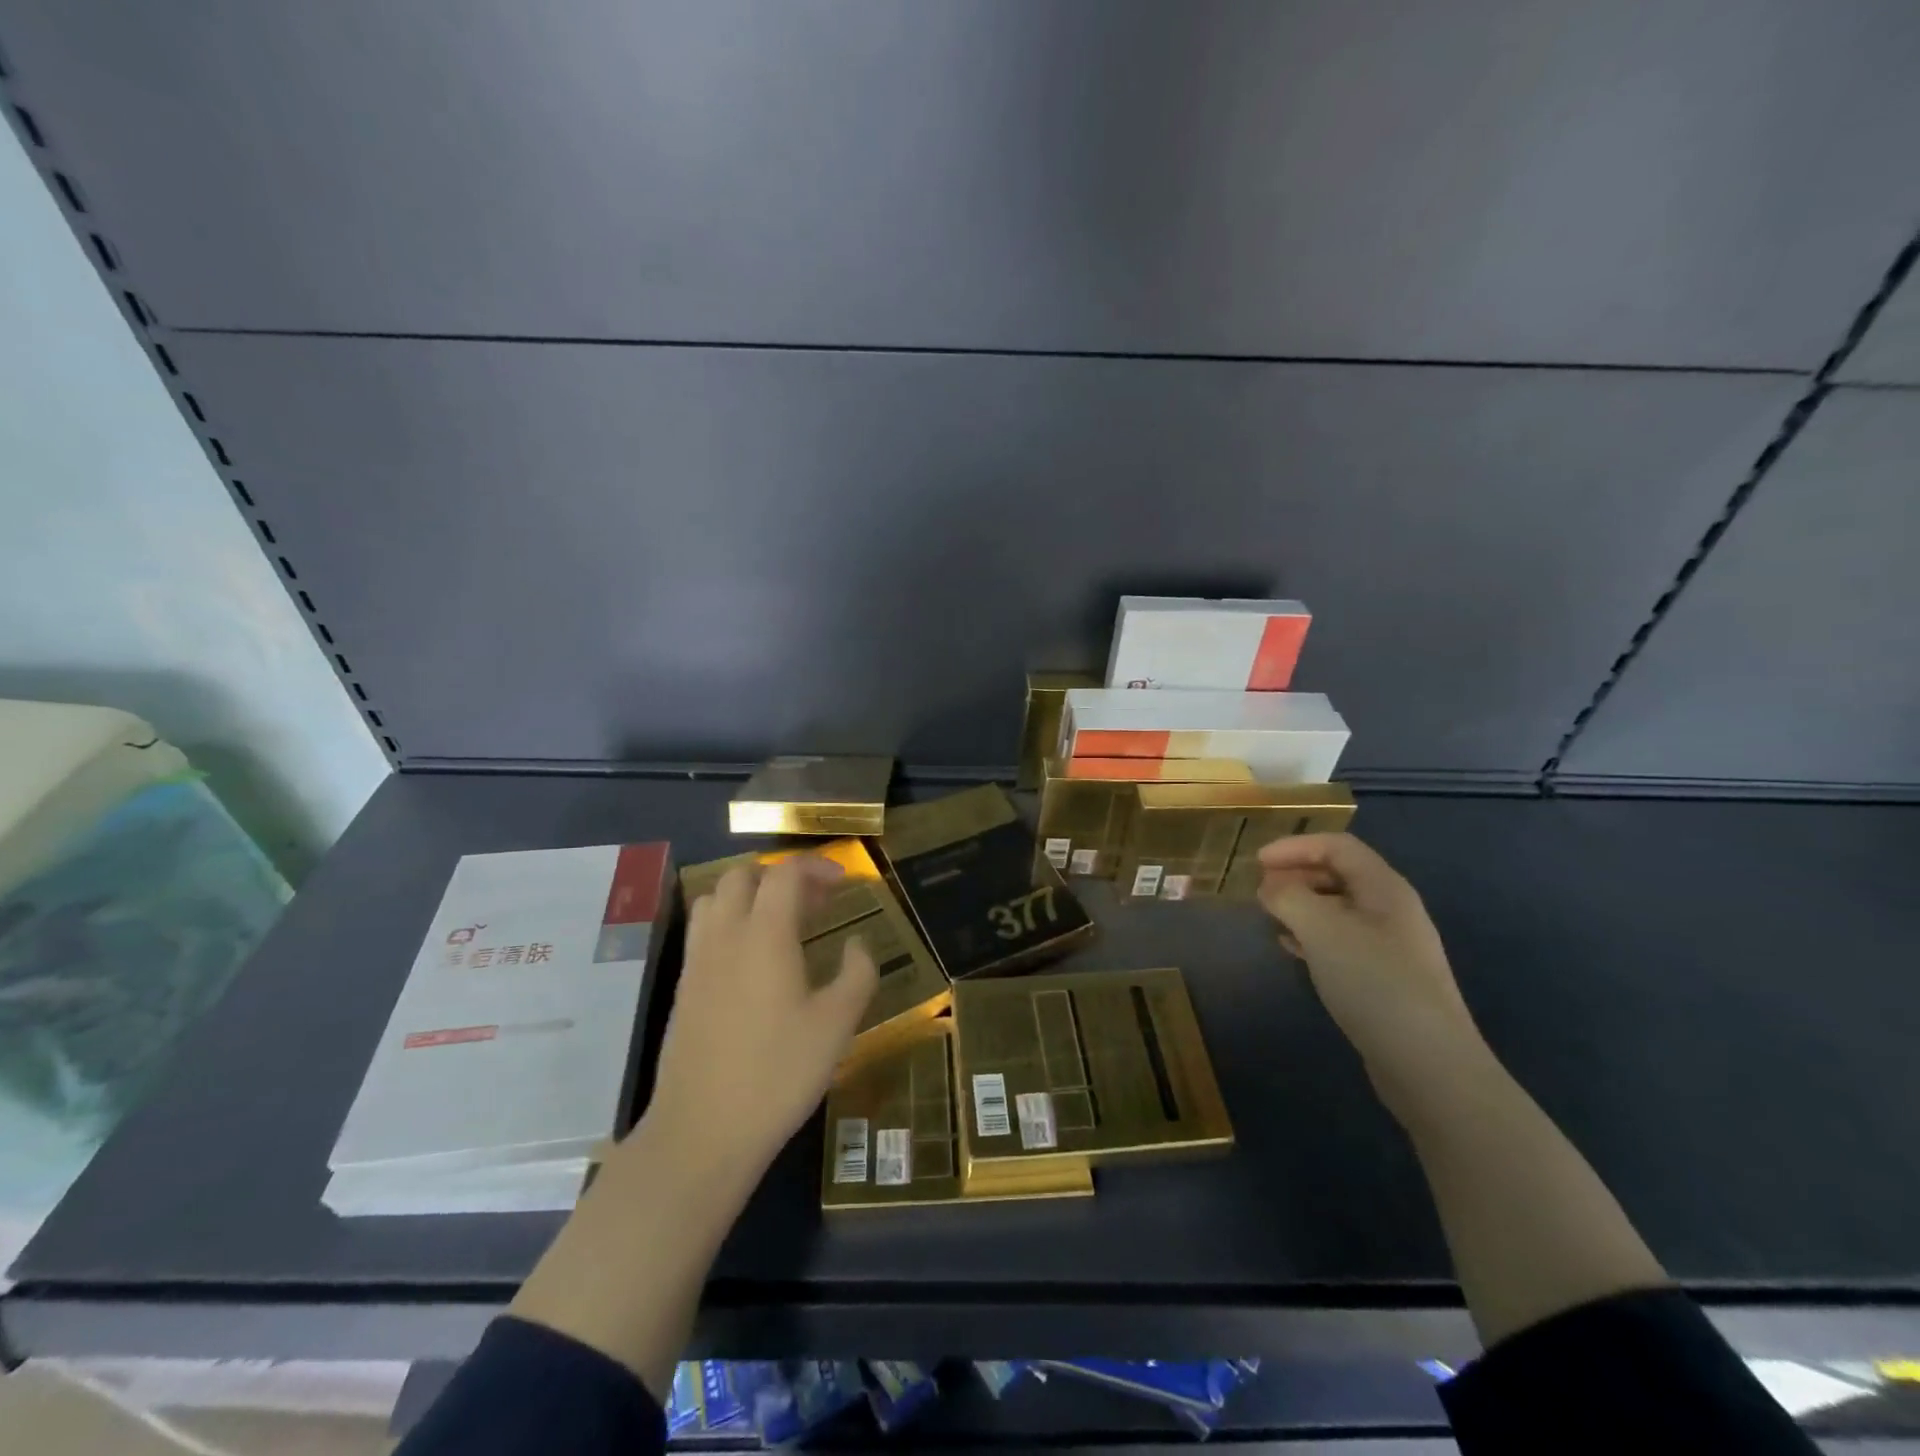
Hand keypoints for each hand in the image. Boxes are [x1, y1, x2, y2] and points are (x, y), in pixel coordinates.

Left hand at [647, 857, 878, 1176]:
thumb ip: (857, 973)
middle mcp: (725, 935)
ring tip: (780, 924)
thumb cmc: (778, 1074)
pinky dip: (728, 923)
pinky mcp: (682, 988)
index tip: (843, 882)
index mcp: (765, 934)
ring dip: (748, 896)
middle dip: (780, 876)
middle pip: (743, 876)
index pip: (785, 873)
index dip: (816, 867)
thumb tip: (857, 943)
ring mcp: (697, 960)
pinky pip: (702, 931)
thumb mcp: (837, 1025)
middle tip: (813, 903)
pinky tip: (751, 961)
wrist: (702, 1132)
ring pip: (714, 899)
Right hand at [1257, 833, 1488, 1114]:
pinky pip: (1341, 940)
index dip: (1295, 846)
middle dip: (1297, 874)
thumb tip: (1270, 886)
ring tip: (1270, 916)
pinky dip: (1312, 935)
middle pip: (1340, 874)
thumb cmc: (1373, 982)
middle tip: (1261, 889)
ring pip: (1338, 909)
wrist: (1427, 1063)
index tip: (1256, 862)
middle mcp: (1392, 910)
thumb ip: (1289, 897)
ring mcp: (1391, 947)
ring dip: (1302, 905)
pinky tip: (1291, 948)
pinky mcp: (1384, 979)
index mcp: (1384, 888)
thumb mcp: (1321, 929)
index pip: (1338, 846)